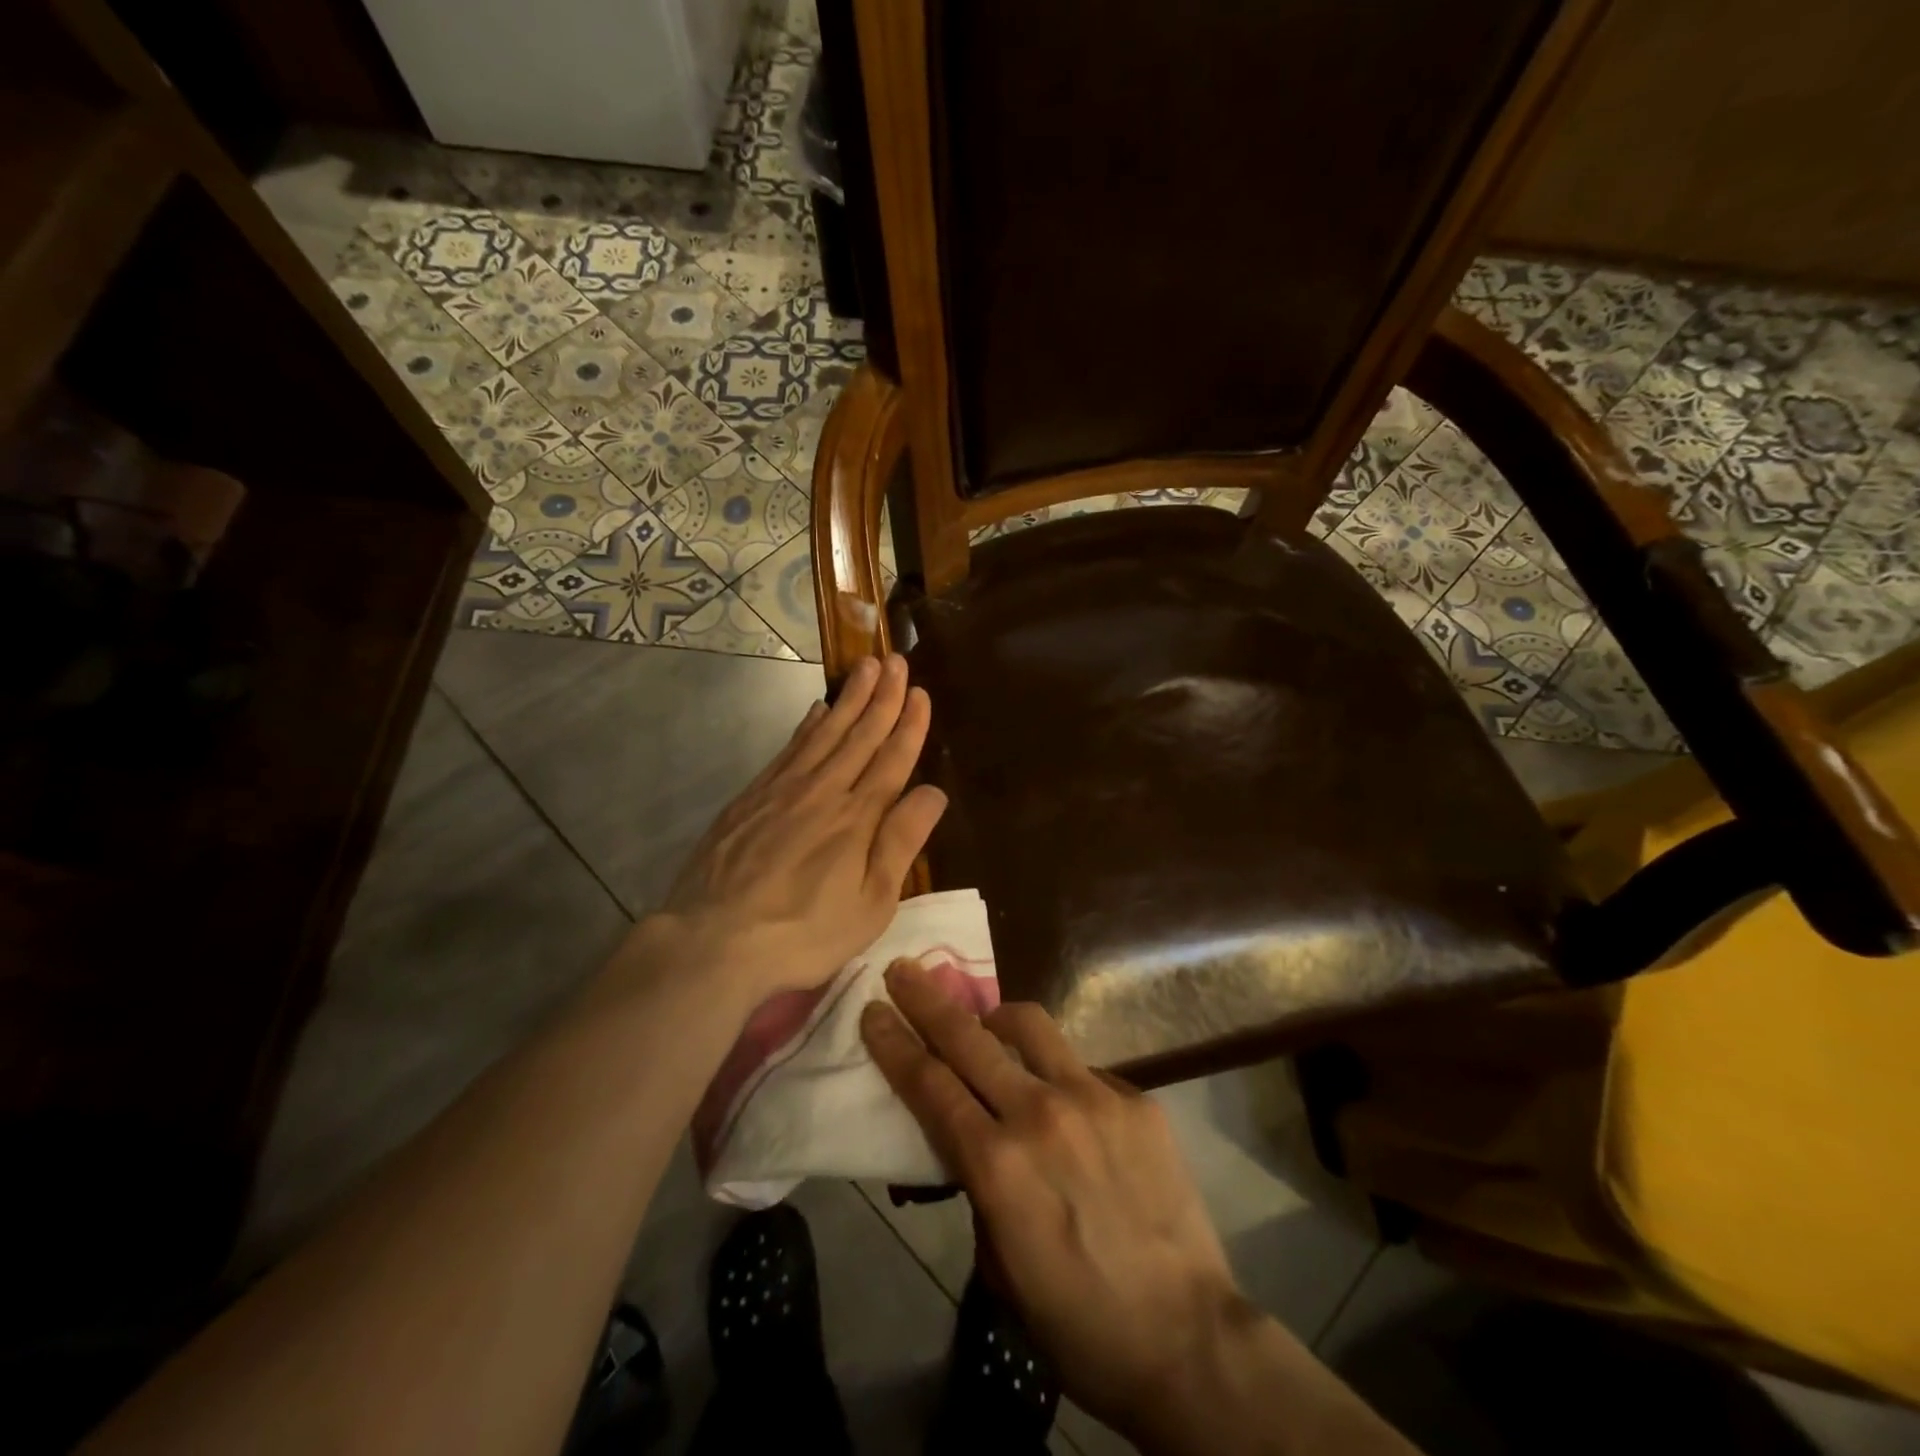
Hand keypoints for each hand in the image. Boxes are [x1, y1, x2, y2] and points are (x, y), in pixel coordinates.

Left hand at [642, 653, 947, 1004]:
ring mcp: (783, 789)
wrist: (714, 939)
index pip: (892, 759)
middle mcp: (824, 790)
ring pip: (824, 732)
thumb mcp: (871, 903)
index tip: (921, 693)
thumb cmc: (804, 932)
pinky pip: (789, 748)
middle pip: (860, 734)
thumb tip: (934, 791)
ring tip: (865, 668)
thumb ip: (901, 843)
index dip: (910, 725)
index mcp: (858, 818)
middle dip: (883, 696)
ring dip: (849, 698)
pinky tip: (816, 710)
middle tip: (897, 661)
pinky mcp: (752, 797)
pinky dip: (807, 725)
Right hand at [860, 962, 1257, 1444]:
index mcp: (997, 1165)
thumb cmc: (1077, 1322)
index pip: (929, 1085)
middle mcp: (1040, 1114)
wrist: (1186, 1339)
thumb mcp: (998, 1266)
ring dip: (995, 1018)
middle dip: (926, 999)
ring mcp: (1094, 1097)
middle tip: (903, 970)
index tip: (873, 1008)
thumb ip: (978, 1187)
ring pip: (1030, 1026)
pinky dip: (1057, 1074)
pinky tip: (1066, 1107)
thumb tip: (971, 1139)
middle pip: (968, 1038)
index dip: (895, 1042)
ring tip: (986, 1023)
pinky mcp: (1136, 1099)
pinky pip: (1081, 1067)